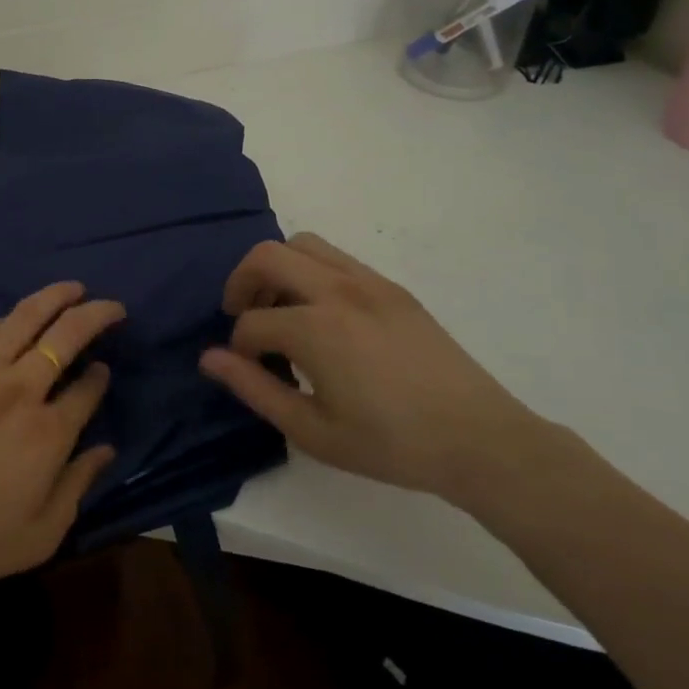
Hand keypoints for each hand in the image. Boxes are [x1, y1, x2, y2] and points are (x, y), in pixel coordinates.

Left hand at [0, 282, 122, 615]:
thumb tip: (106, 449)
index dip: (101, 376)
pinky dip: (8, 318)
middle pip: (65, 336)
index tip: (105, 370)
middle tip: (113, 306)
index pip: (88, 388)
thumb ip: (78, 486)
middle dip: (95, 314)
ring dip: (54, 296)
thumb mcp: (40, 535)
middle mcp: (19, 391)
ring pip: (24, 318)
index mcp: (47, 433)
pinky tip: (16, 318)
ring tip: (72, 288)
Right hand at [199, 234, 544, 500]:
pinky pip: (336, 257)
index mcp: (315, 328)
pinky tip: (322, 312)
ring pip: (302, 244)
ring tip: (281, 308)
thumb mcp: (313, 431)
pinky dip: (311, 270)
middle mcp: (337, 290)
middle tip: (243, 316)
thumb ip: (254, 389)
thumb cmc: (391, 444)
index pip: (252, 322)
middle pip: (267, 256)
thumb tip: (209, 359)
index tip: (246, 368)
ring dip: (277, 268)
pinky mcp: (392, 287)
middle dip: (243, 283)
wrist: (479, 439)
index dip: (237, 346)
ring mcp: (368, 282)